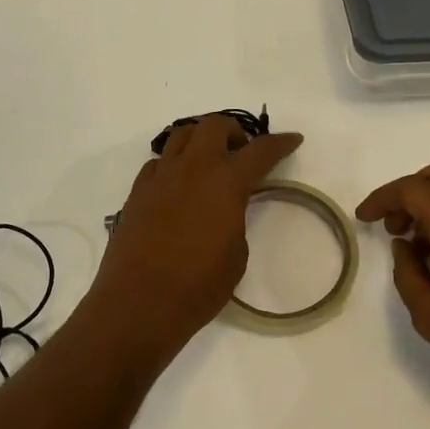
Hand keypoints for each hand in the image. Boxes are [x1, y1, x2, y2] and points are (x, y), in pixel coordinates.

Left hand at [88, 114, 303, 362]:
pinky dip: (174, 164)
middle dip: (234, 131)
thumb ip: (236, 218)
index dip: (280, 143)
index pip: (260, 151)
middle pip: (214, 125)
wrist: (139, 303)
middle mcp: (192, 168)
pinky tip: (178, 186)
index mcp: (225, 183)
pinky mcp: (137, 191)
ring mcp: (160, 176)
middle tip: (241, 151)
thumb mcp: (237, 255)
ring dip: (201, 139)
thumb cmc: (198, 286)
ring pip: (181, 134)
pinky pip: (159, 162)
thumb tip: (225, 207)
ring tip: (209, 161)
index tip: (292, 139)